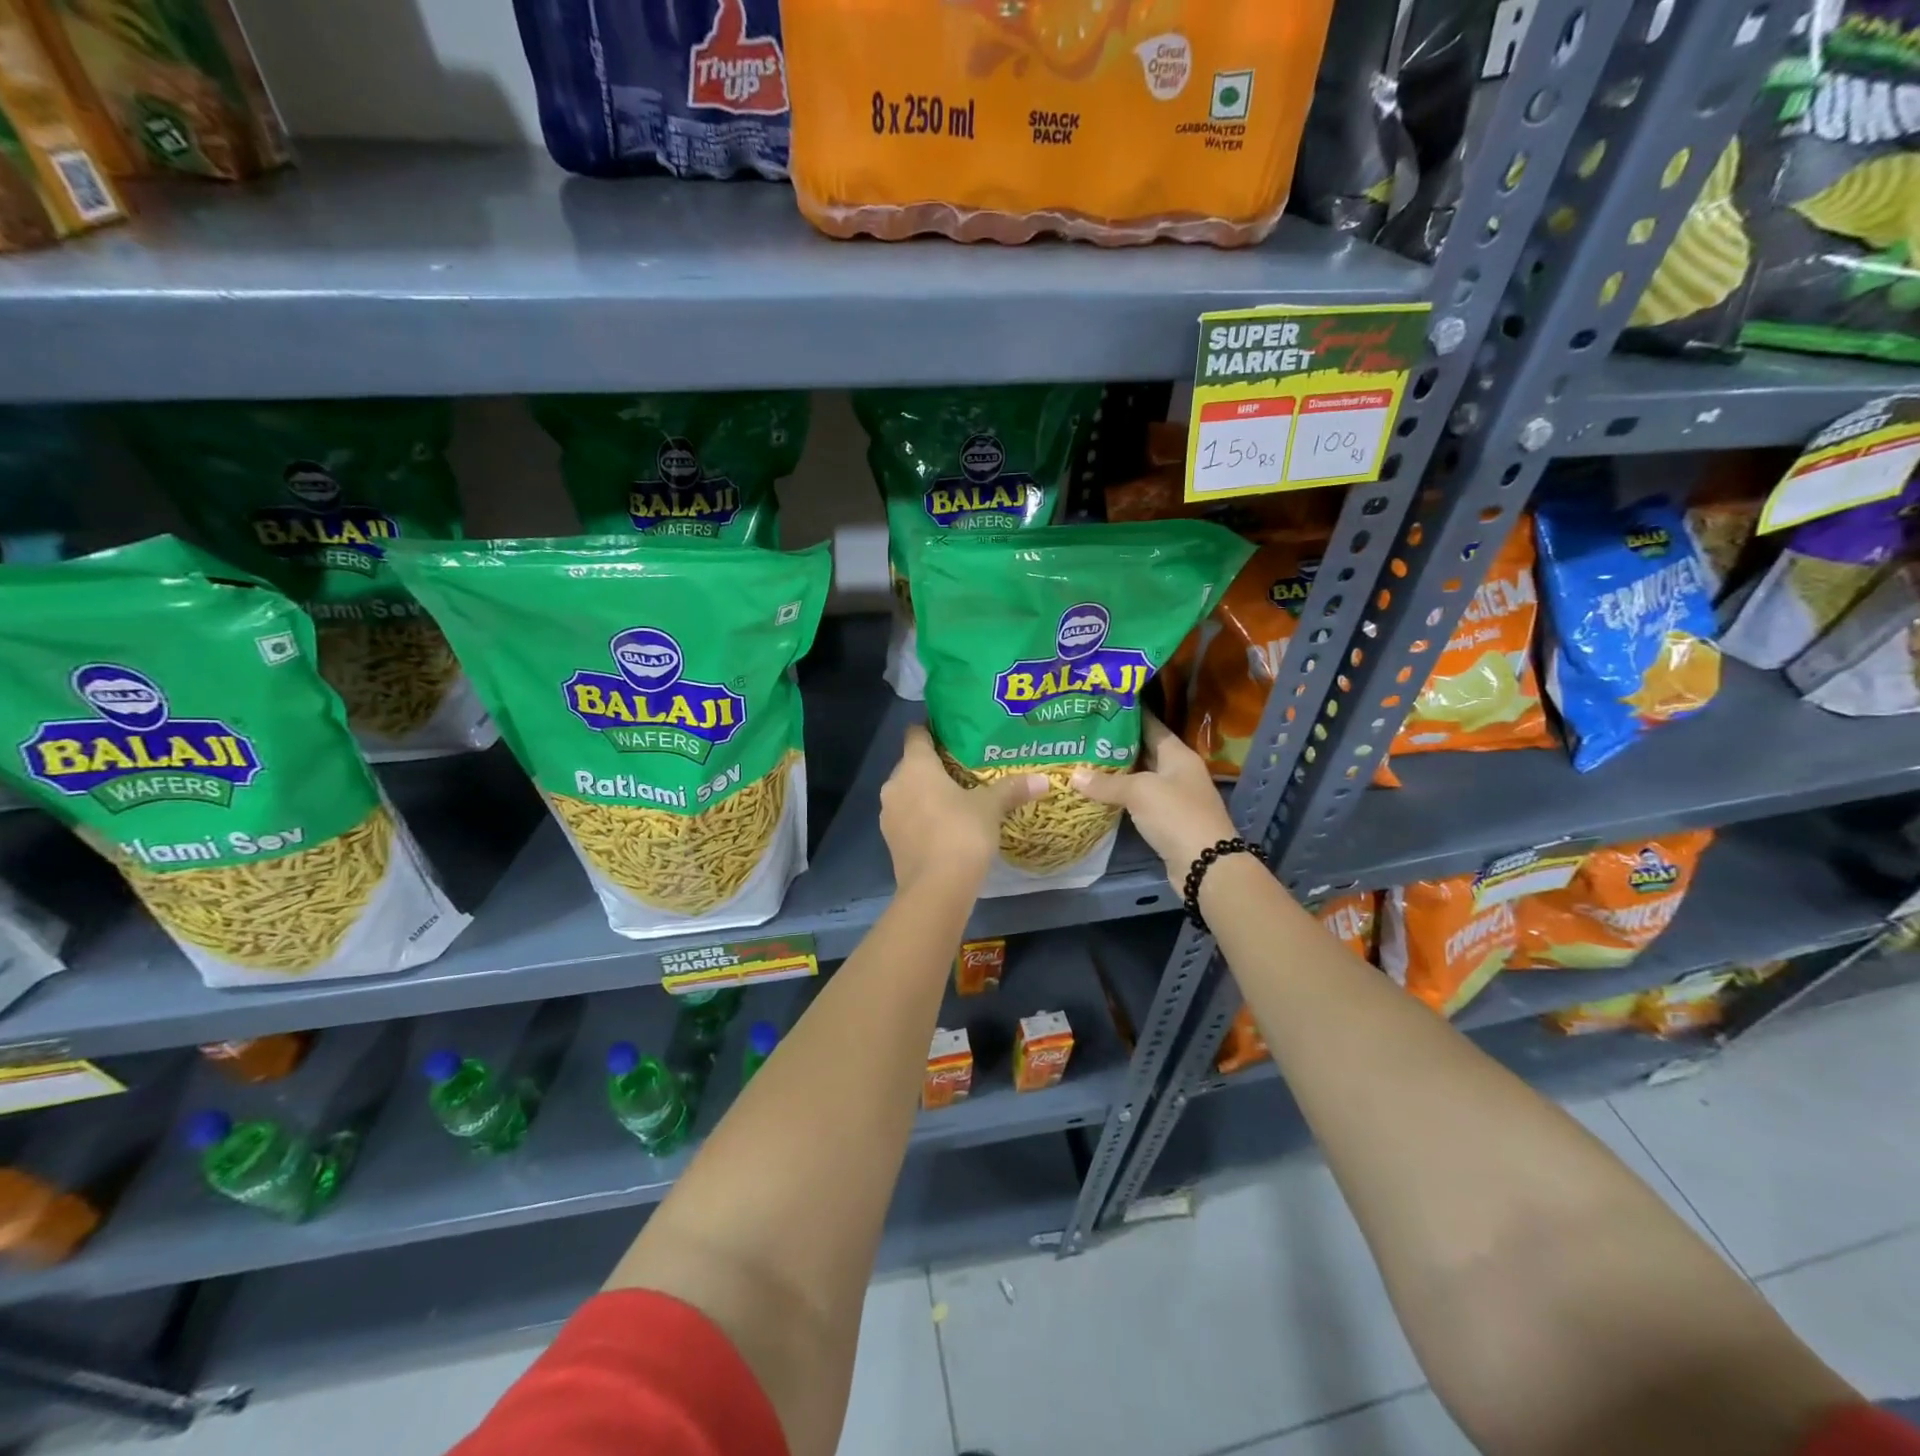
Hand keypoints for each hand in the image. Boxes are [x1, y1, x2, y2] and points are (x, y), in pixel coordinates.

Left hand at [880, 725, 1046, 889]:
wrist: (936, 889)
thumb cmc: (961, 833)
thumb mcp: (990, 808)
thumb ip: (1012, 789)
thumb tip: (1044, 780)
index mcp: (915, 766)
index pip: (916, 734)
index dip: (931, 729)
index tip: (950, 731)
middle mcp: (895, 785)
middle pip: (912, 765)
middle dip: (934, 766)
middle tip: (963, 767)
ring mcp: (889, 814)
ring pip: (908, 793)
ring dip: (926, 794)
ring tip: (957, 797)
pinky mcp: (891, 840)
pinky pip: (908, 817)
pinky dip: (922, 816)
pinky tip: (945, 825)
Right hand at [1071, 713, 1236, 887]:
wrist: (1206, 865)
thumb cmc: (1176, 816)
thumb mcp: (1139, 792)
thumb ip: (1107, 782)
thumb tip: (1074, 775)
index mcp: (1178, 754)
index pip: (1151, 725)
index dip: (1128, 714)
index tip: (1101, 705)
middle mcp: (1177, 771)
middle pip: (1144, 750)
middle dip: (1115, 744)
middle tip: (1083, 733)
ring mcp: (1173, 796)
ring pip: (1140, 776)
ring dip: (1116, 771)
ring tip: (1083, 759)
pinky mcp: (1166, 819)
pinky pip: (1139, 799)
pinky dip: (1120, 795)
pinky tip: (1097, 792)